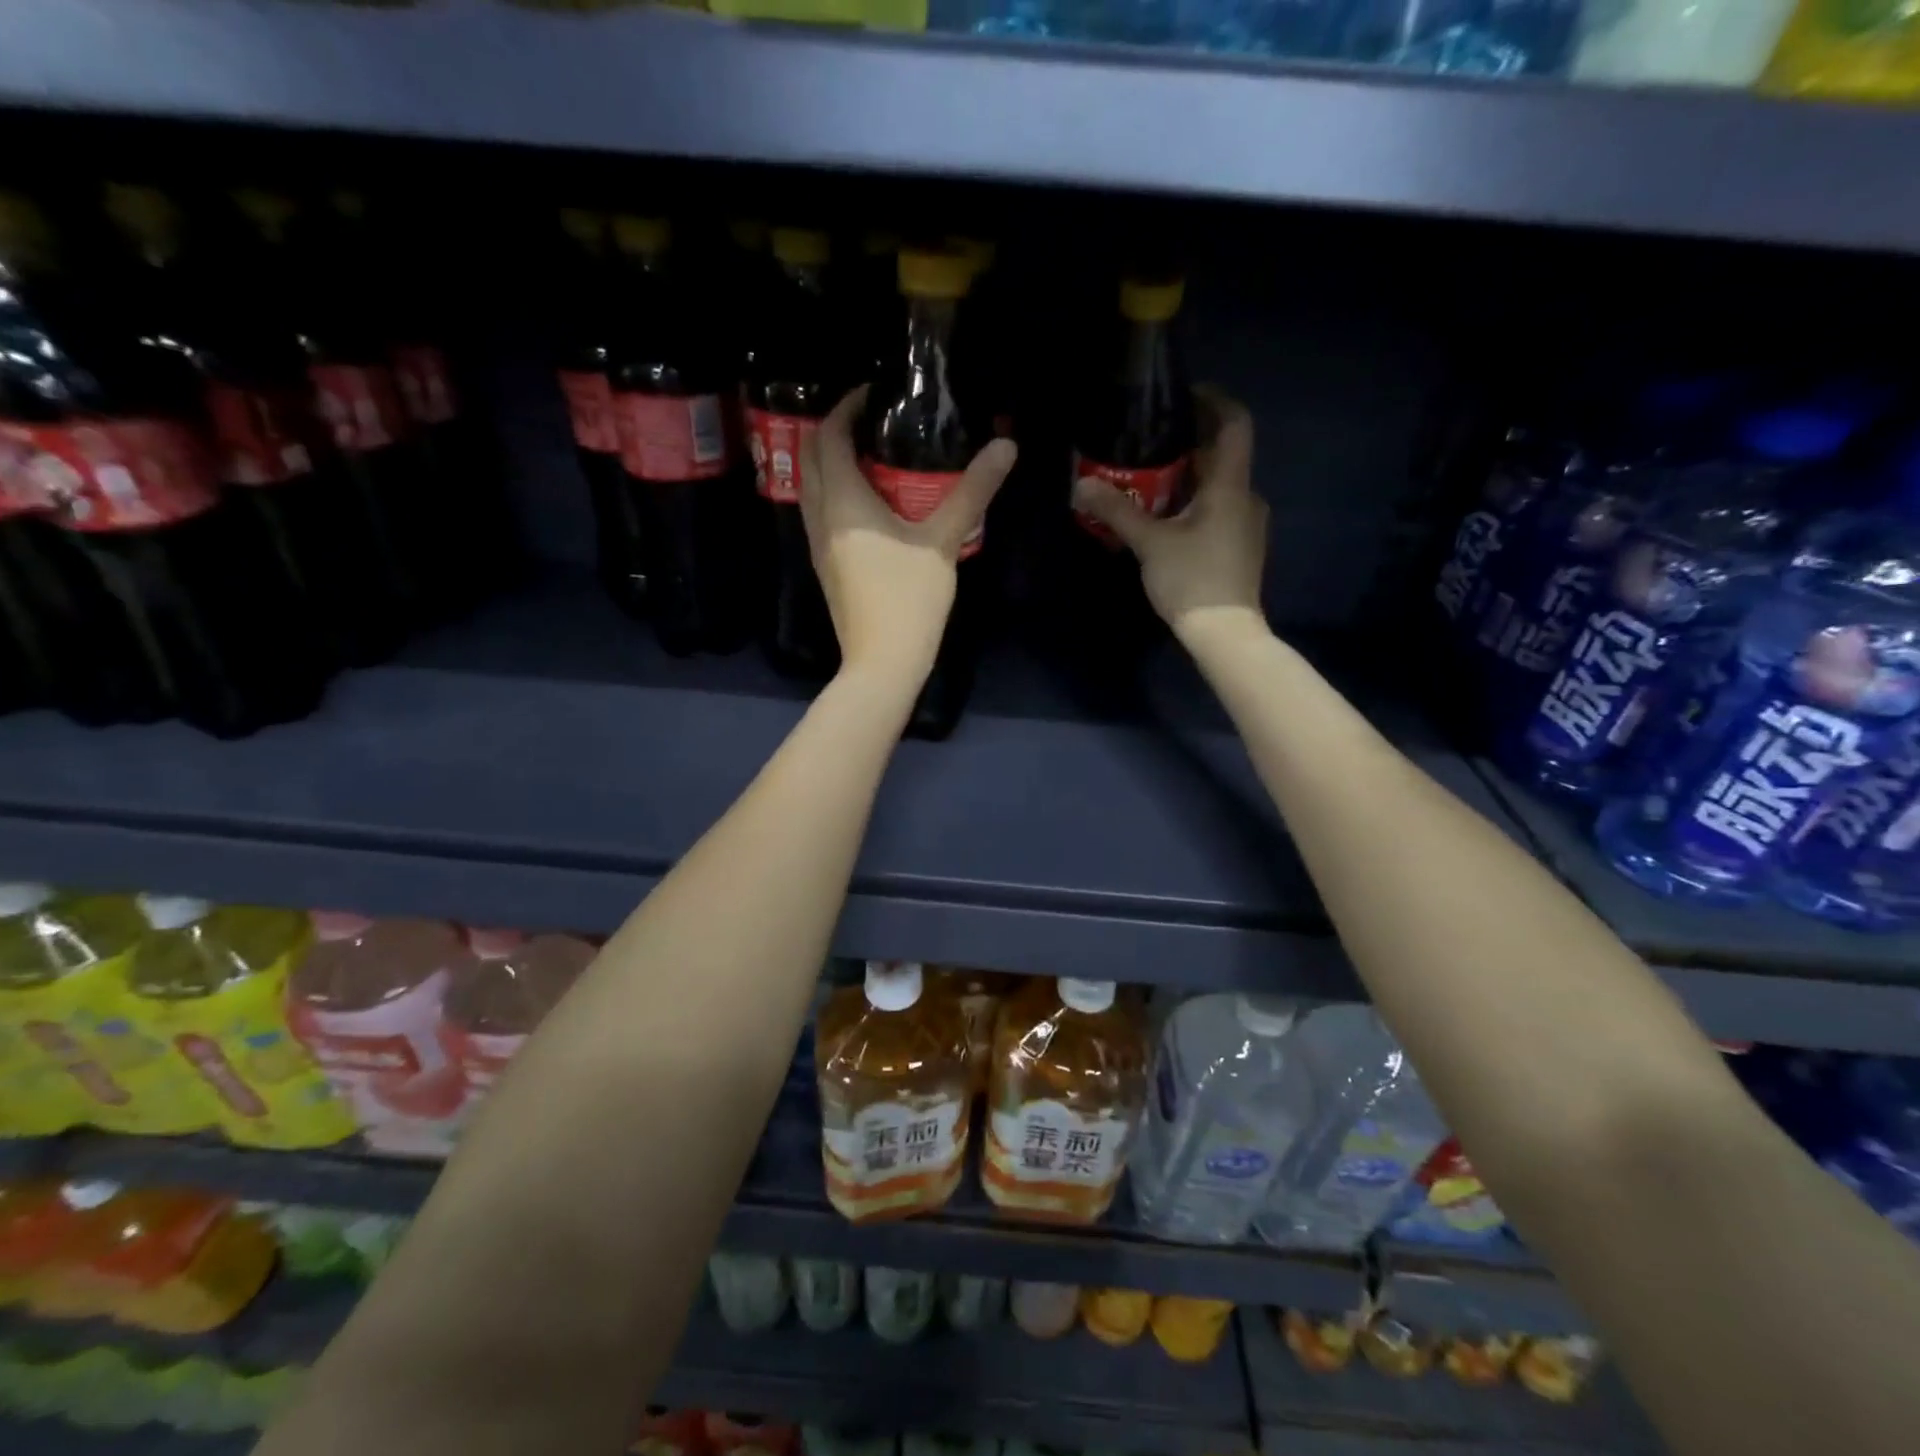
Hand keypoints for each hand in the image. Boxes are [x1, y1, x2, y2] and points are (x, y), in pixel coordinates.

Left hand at [801, 386, 1016, 684]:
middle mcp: (820, 516)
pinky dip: (835, 491)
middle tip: (872, 419)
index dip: (846, 407)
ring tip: (871, 453)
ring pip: (811, 486)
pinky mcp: (826, 566)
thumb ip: (972, 492)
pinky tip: (867, 501)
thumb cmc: (910, 600)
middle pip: (812, 456)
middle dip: (834, 429)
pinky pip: (820, 512)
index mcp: (843, 502)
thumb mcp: (943, 541)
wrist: (882, 662)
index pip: (830, 436)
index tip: (873, 393)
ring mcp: (818, 544)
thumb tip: (1006, 446)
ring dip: (831, 462)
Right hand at [1072, 386, 1268, 647]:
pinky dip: (1195, 502)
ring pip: (1219, 484)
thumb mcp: (1149, 544)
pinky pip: (1219, 509)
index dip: (1214, 401)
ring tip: (1150, 478)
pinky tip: (1167, 517)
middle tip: (1149, 441)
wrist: (1225, 633)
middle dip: (1189, 443)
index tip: (1183, 395)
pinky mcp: (1240, 546)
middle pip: (1223, 454)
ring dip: (1190, 476)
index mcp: (1230, 485)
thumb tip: (1081, 484)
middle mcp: (1246, 496)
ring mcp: (1247, 523)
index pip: (1234, 423)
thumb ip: (1117, 510)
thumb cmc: (1191, 579)